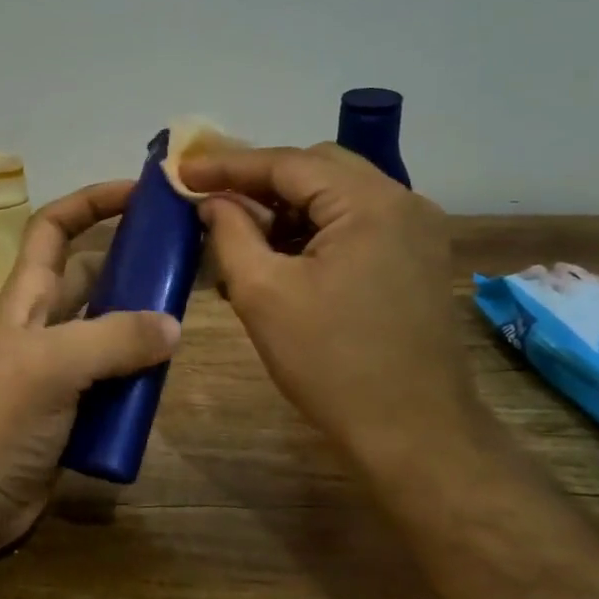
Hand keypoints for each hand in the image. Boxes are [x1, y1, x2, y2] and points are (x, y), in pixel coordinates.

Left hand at [0, 180, 181, 554]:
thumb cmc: (3, 417)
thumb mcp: (54, 366)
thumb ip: (114, 339)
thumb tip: (173, 325)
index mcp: (29, 296)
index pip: (54, 227)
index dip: (90, 202)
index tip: (139, 192)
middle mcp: (46, 321)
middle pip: (93, 274)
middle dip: (132, 261)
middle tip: (184, 260)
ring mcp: (62, 364)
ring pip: (110, 325)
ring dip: (142, 319)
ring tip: (188, 315)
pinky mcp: (77, 401)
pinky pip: (117, 372)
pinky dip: (141, 368)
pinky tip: (170, 373)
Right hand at [178, 143, 485, 467]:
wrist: (415, 435)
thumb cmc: (332, 363)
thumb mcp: (263, 293)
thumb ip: (230, 233)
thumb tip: (211, 201)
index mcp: (369, 203)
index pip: (287, 163)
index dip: (228, 165)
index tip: (181, 171)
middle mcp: (403, 202)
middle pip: (316, 169)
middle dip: (259, 183)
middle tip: (210, 200)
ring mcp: (416, 231)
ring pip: (336, 196)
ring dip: (286, 209)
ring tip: (239, 237)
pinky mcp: (416, 259)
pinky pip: (355, 224)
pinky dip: (313, 231)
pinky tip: (279, 259)